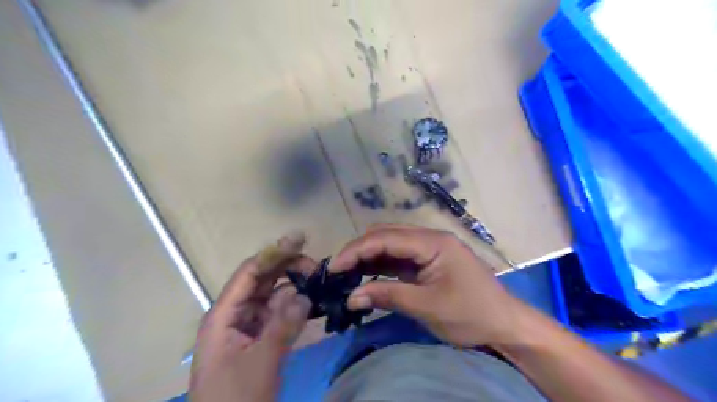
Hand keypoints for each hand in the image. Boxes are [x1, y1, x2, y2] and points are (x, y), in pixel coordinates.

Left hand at [190, 232, 314, 401]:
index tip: (300, 239)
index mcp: (224, 314)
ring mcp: (247, 326)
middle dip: (288, 268)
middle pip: (262, 280)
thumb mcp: (260, 364)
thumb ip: (283, 326)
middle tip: (317, 265)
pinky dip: (295, 307)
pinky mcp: (258, 339)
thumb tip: (306, 295)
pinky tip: (313, 303)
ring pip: (273, 296)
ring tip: (320, 282)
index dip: (274, 253)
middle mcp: (234, 314)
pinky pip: (278, 314)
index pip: (250, 272)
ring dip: (295, 287)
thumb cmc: (235, 401)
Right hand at [329, 224, 524, 347]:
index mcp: (433, 243)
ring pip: (390, 246)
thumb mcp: (428, 306)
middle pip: (386, 236)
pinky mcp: (428, 262)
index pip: (386, 238)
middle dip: (359, 251)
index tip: (334, 267)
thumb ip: (388, 296)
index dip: (356, 250)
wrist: (505, 325)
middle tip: (337, 271)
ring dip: (368, 258)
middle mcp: (429, 239)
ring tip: (346, 274)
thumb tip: (351, 296)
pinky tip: (365, 276)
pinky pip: (398, 259)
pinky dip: (380, 267)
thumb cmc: (471, 314)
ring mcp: (429, 250)